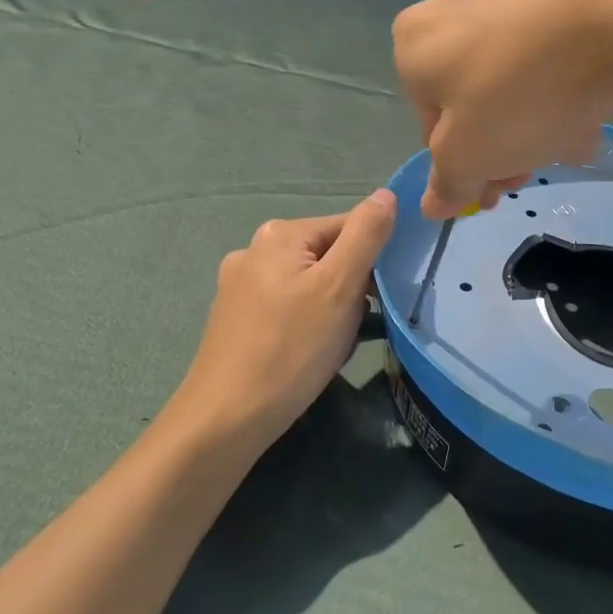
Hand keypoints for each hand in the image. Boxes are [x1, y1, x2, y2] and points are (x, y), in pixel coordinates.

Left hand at [171, 190, 397, 451]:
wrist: (225, 420)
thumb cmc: (291, 349)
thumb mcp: (340, 287)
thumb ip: (366, 235)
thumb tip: (387, 193)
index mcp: (281, 233)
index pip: (349, 226)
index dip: (373, 260)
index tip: (377, 299)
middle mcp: (255, 249)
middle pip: (328, 254)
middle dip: (351, 287)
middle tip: (352, 326)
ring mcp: (240, 284)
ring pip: (310, 283)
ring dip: (332, 308)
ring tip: (332, 345)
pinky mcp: (235, 317)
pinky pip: (288, 305)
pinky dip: (306, 323)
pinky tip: (306, 353)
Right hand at [392, 0, 612, 218]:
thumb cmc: (518, 93)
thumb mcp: (468, 156)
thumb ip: (448, 183)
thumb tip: (432, 204)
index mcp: (415, 44)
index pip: (428, 125)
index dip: (460, 167)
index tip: (491, 193)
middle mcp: (455, 14)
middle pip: (474, 104)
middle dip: (502, 149)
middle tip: (530, 174)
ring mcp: (512, 2)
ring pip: (516, 87)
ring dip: (539, 128)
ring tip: (572, 144)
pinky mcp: (562, 2)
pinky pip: (553, 63)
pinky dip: (567, 93)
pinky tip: (594, 115)